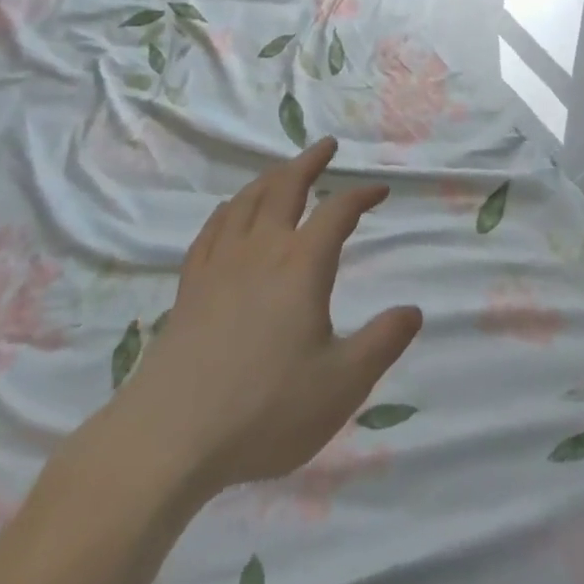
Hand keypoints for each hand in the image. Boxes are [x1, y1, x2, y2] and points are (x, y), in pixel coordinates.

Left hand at [106, 136, 421, 494]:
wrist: (169, 438)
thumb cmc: (265, 410)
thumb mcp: (341, 384)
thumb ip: (382, 343)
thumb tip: (414, 311)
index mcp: (301, 265)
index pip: (337, 212)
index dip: (361, 195)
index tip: (380, 189)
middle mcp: (261, 250)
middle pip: (286, 187)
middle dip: (310, 162)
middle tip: (327, 146)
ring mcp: (220, 265)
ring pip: (247, 201)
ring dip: (271, 177)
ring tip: (284, 169)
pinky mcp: (190, 286)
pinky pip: (212, 229)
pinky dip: (229, 208)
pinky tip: (231, 211)